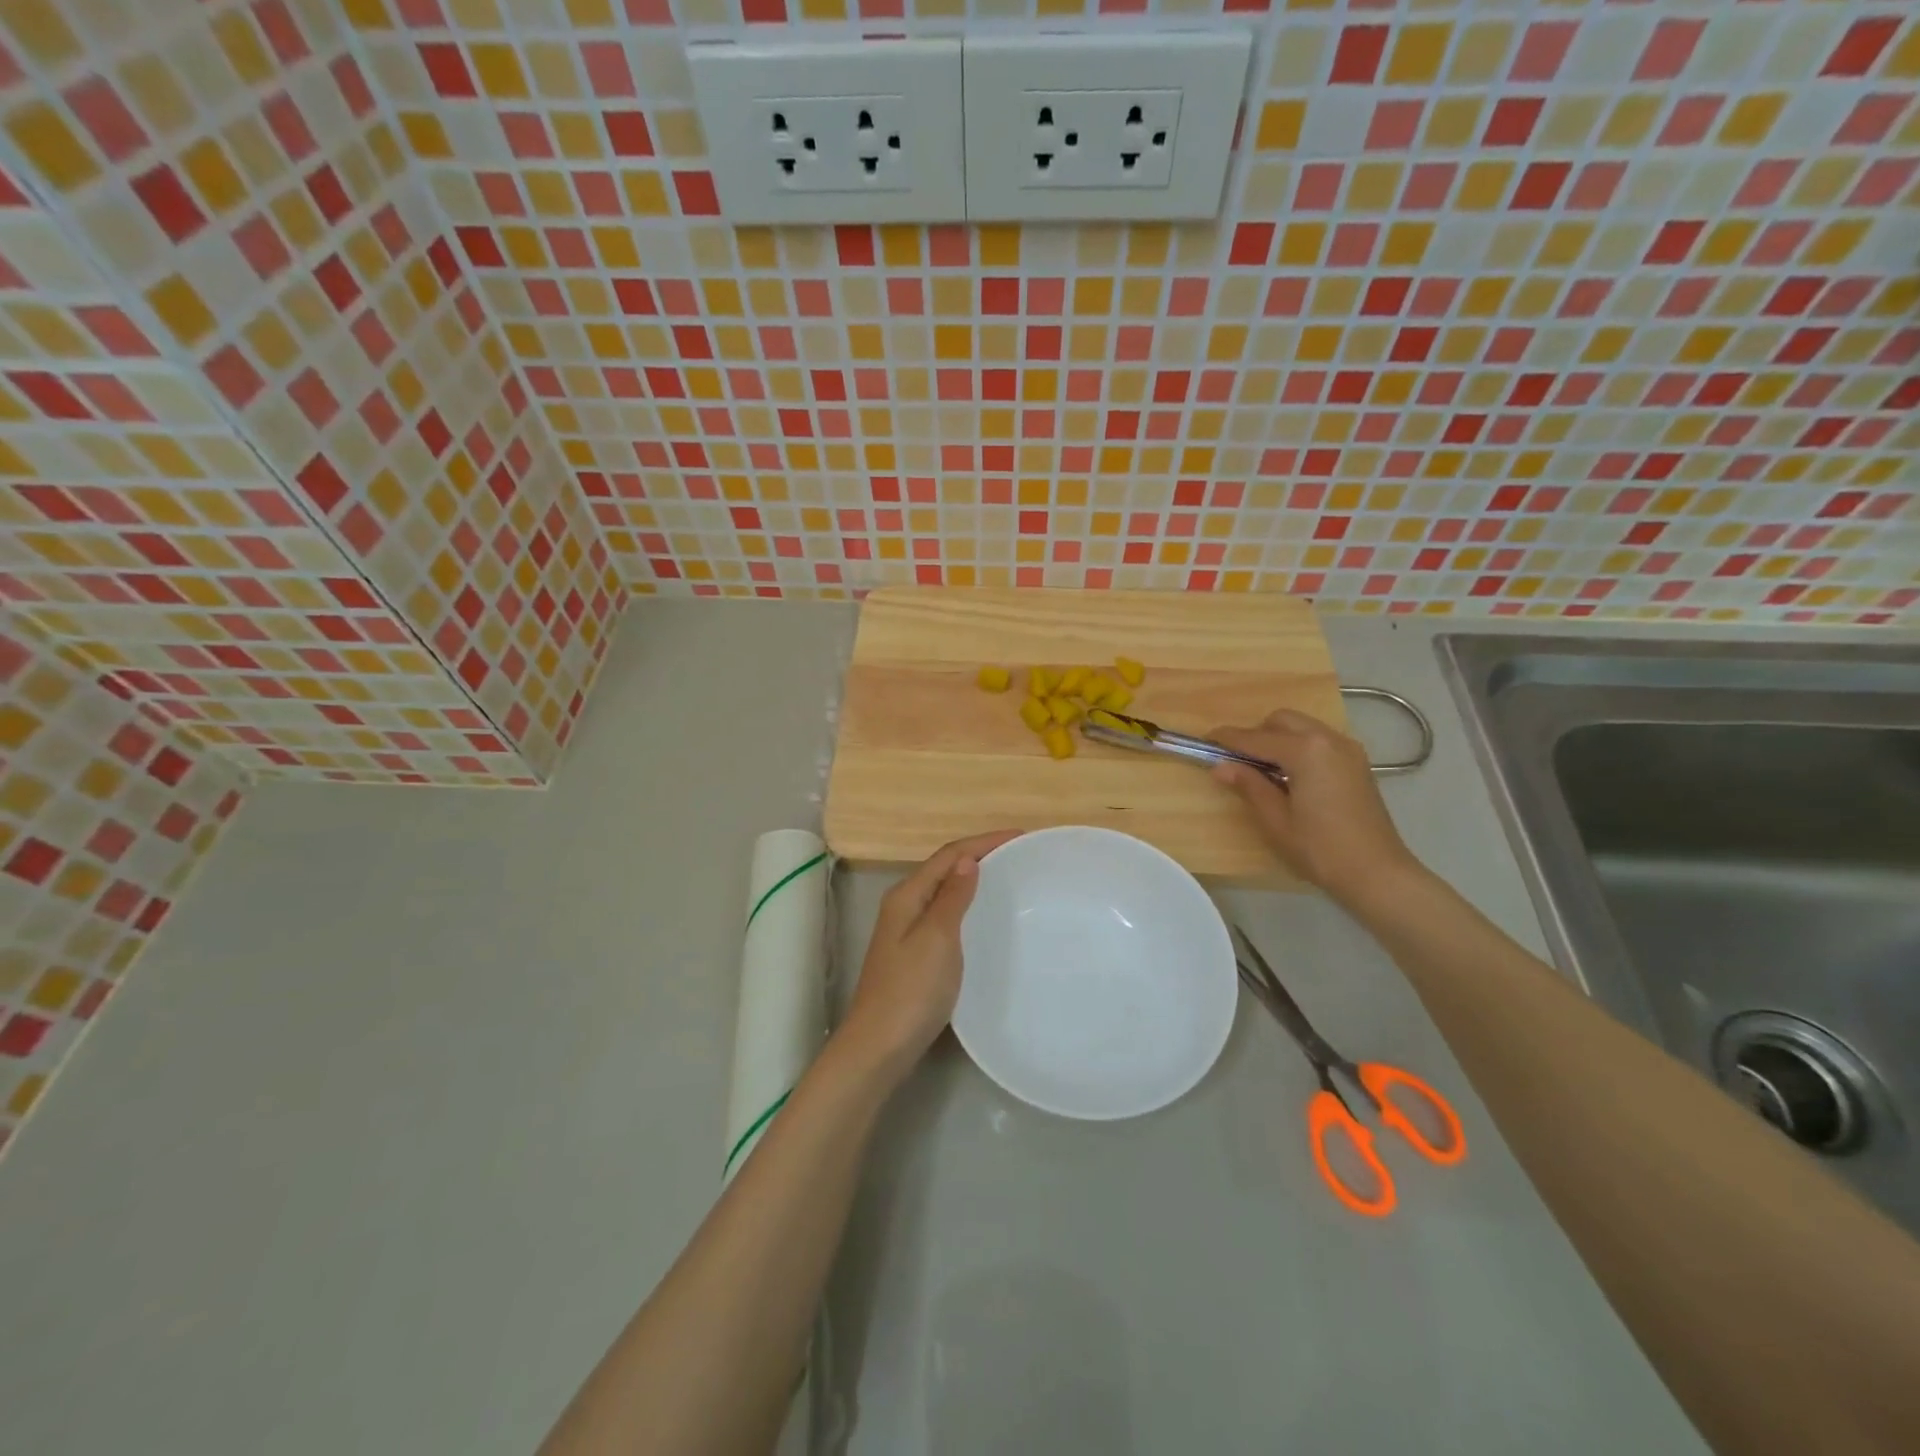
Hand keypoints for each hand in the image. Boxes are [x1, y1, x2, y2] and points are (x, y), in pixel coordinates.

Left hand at [839, 831, 1020, 1079]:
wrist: (879, 1046)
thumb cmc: (911, 990)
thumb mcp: (937, 938)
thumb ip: (952, 897)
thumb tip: (967, 861)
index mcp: (907, 895)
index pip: (949, 855)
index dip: (983, 842)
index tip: (1021, 836)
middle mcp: (903, 906)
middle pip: (944, 868)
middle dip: (979, 855)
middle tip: (1018, 854)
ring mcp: (906, 931)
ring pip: (943, 891)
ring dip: (972, 879)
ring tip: (1006, 878)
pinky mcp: (913, 954)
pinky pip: (944, 915)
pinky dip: (966, 906)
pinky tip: (982, 918)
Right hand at [1209, 710, 1422, 908]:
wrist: (1377, 873)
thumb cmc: (1320, 849)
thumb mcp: (1275, 819)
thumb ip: (1248, 785)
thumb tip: (1220, 766)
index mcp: (1306, 751)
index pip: (1256, 738)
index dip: (1228, 739)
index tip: (1205, 741)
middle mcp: (1328, 739)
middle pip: (1282, 721)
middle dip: (1256, 734)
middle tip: (1237, 761)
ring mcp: (1348, 749)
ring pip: (1303, 727)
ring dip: (1278, 738)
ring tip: (1263, 770)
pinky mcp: (1357, 763)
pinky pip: (1319, 740)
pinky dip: (1299, 746)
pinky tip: (1290, 775)